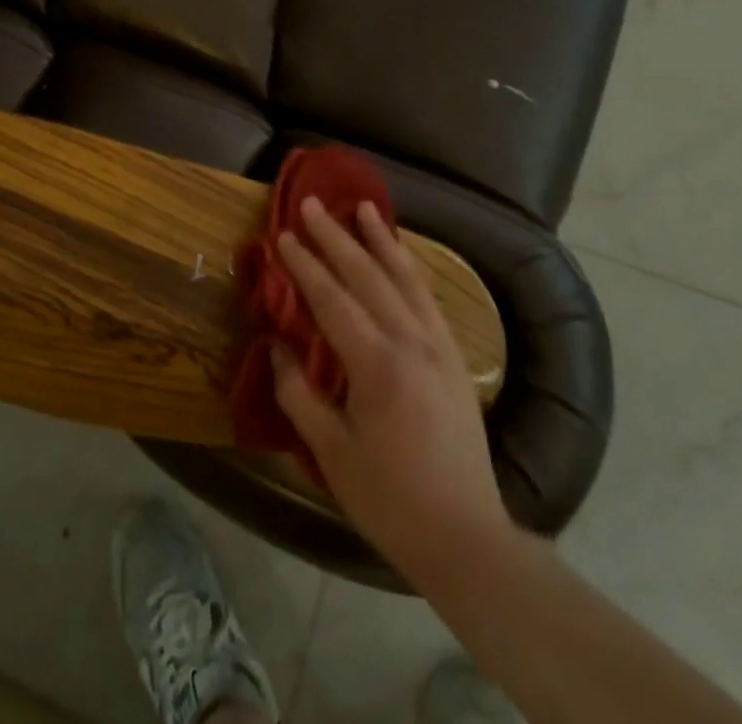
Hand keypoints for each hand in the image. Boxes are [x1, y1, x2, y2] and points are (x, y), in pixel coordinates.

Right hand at [270, 197, 513, 583]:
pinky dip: (410, 269)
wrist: (466, 536)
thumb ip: (298, 393)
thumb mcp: (331, 452)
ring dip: (381, 240)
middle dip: (336, 237)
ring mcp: (438, 346)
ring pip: (405, 278)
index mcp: (376, 364)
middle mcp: (410, 342)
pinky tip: (399, 256)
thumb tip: (274, 346)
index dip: (304, 265)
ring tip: (364, 207)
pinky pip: (428, 298)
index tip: (283, 235)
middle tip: (312, 204)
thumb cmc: (389, 498)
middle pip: (368, 276)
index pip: (332, 299)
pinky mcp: (454, 358)